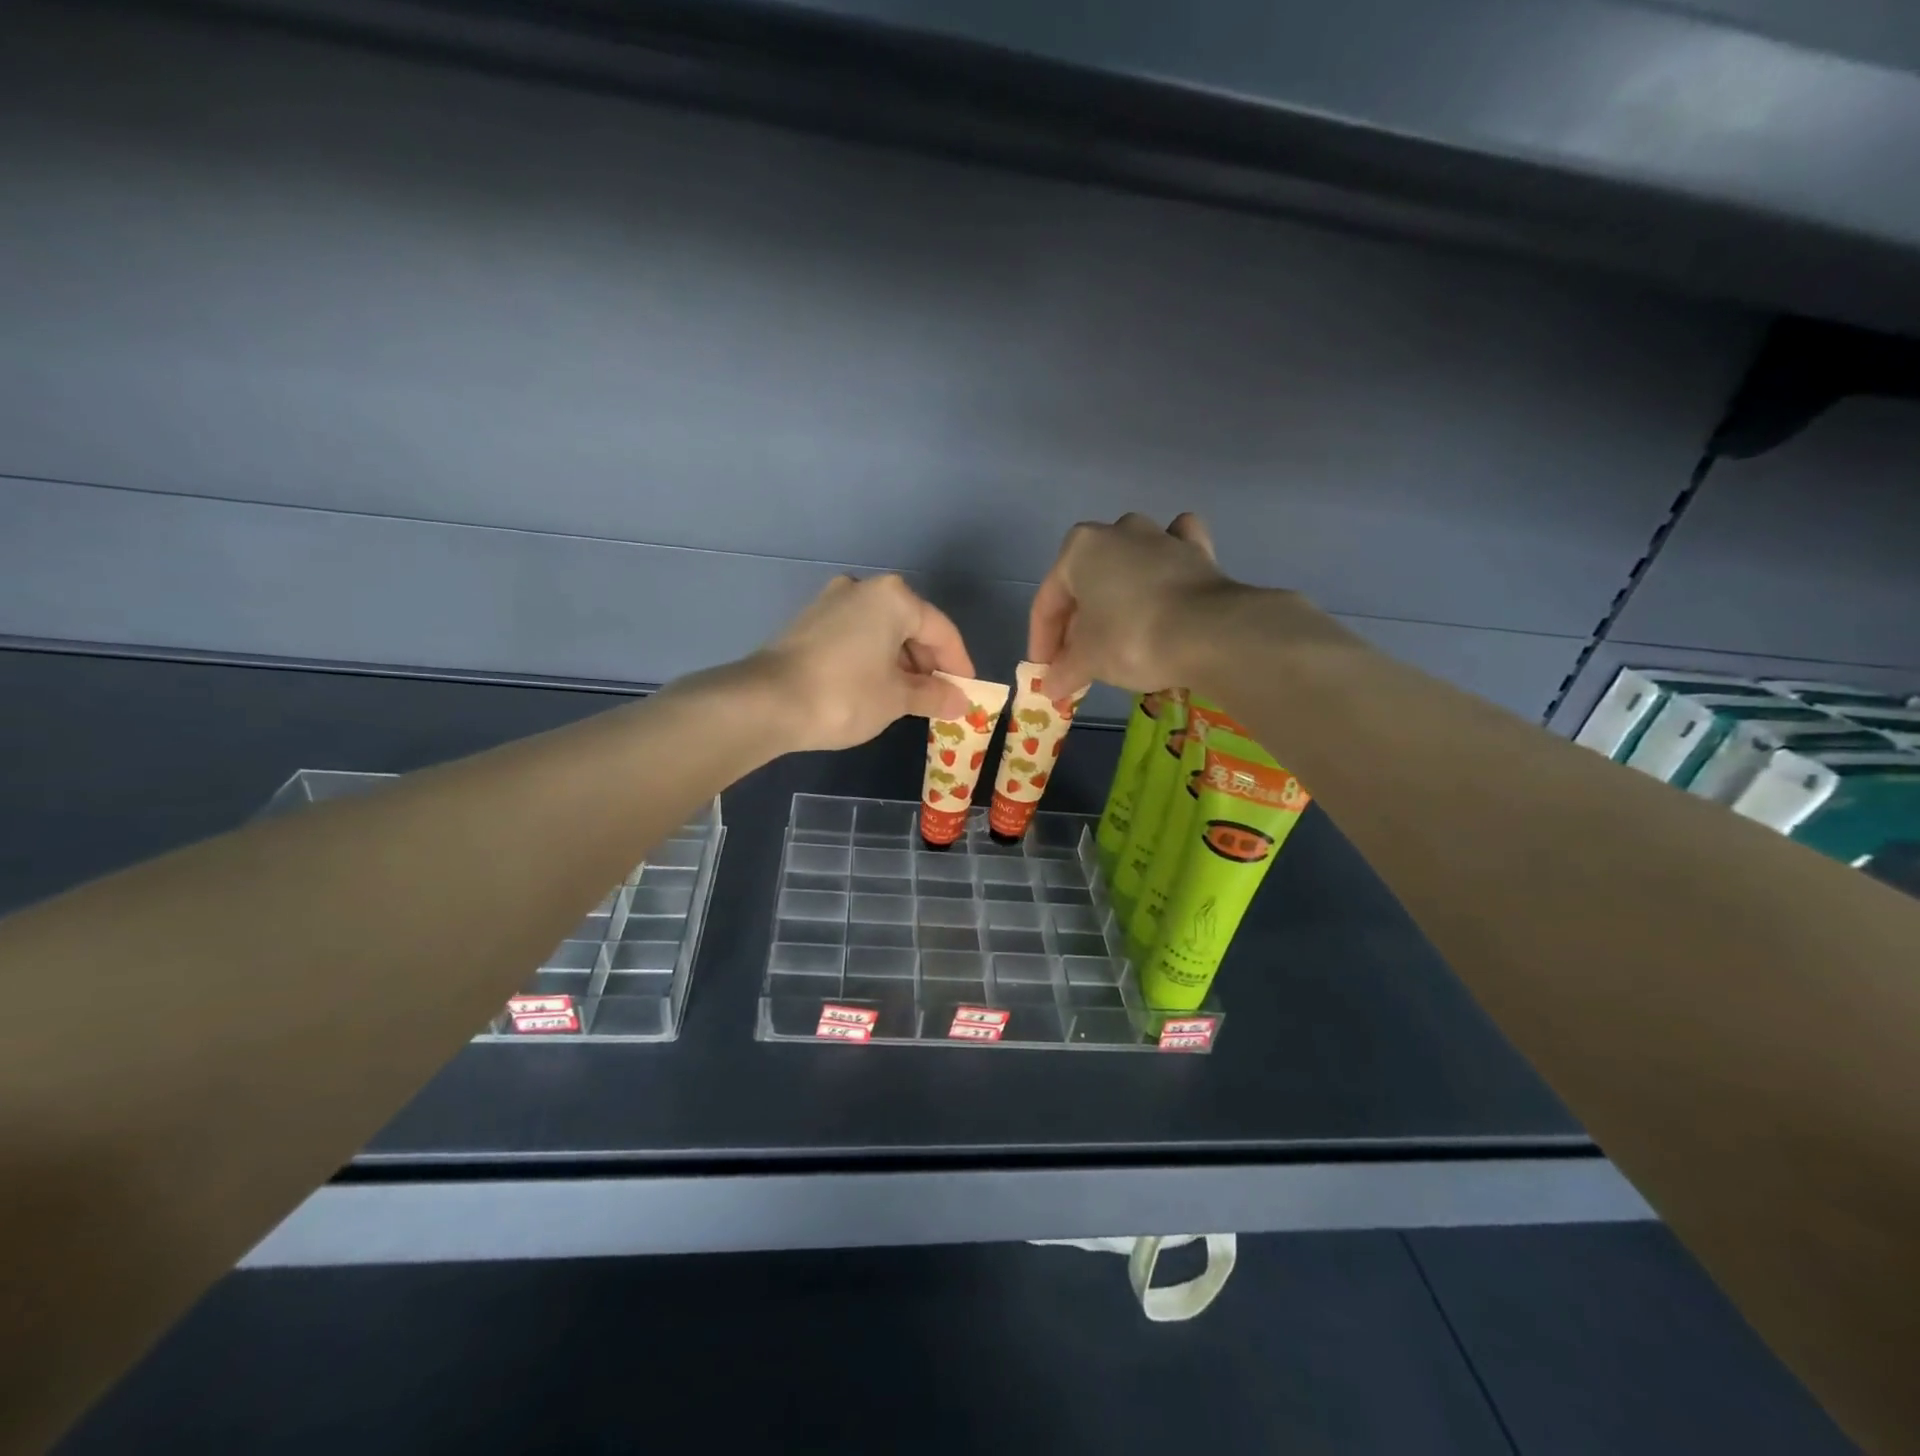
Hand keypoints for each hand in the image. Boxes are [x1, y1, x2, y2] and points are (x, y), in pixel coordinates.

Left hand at [755, 574, 973, 751]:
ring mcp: (831, 602)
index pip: (941, 631)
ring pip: (882, 631)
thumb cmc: (846, 695)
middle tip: (938, 697)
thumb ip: (933, 694)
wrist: (767, 703)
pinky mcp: (809, 621)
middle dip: (928, 663)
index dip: (959, 664)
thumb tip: (960, 700)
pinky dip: (873, 658)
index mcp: (893, 598)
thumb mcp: (897, 698)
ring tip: (908, 698)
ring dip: (900, 662)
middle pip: (911, 626)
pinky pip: (856, 636)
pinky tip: (875, 687)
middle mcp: (863, 589)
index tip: (967, 691)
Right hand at [1028, 512, 1231, 699]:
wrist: (1209, 634)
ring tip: (1115, 628)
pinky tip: (1163, 581)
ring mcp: (1161, 536)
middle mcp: (1117, 531)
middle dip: (1078, 621)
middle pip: (1086, 582)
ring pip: (1127, 563)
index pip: (1048, 602)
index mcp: (1079, 549)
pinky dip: (1166, 564)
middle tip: (1077, 659)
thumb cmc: (1131, 639)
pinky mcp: (1198, 550)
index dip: (1042, 641)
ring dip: (1116, 591)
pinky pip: (1173, 552)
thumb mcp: (1087, 661)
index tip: (1045, 672)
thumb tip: (1051, 687)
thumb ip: (1064, 671)